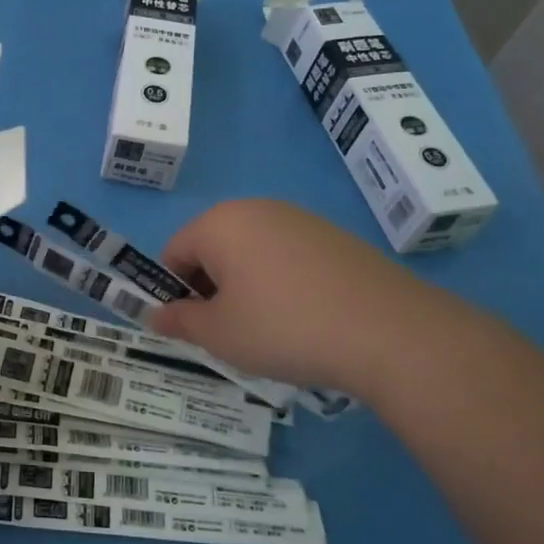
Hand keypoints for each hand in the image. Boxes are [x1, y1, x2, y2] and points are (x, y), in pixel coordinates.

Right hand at [150, 199, 439, 396]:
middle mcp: (256, 209)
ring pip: (251, 253)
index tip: (192, 328)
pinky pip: (287, 257)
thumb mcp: (220, 334)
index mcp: (219, 224)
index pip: (173, 253)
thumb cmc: (284, 327)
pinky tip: (306, 319)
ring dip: (246, 287)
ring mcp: (299, 219)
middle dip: (211, 289)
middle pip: (212, 249)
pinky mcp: (334, 237)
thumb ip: (180, 321)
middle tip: (230, 332)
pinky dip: (282, 284)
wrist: (389, 331)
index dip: (173, 293)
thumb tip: (155, 316)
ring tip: (272, 330)